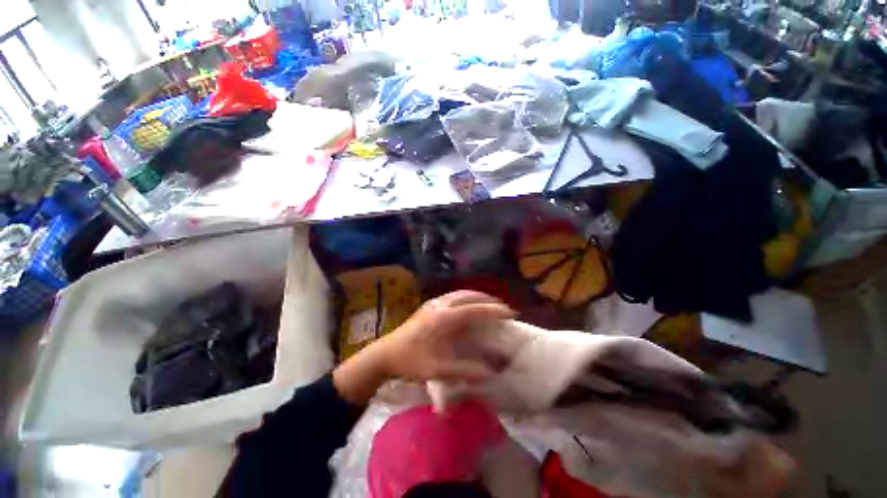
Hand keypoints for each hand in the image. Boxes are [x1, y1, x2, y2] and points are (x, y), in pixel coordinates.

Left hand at [333, 291, 514, 405]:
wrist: (385, 354)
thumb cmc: (410, 362)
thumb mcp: (437, 370)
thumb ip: (465, 370)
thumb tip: (490, 372)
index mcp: (444, 318)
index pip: (474, 309)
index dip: (494, 311)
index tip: (510, 313)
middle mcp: (440, 305)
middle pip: (469, 296)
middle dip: (488, 300)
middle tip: (503, 309)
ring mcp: (433, 303)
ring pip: (460, 293)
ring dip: (477, 297)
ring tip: (490, 305)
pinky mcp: (429, 305)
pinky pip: (453, 296)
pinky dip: (466, 298)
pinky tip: (469, 305)